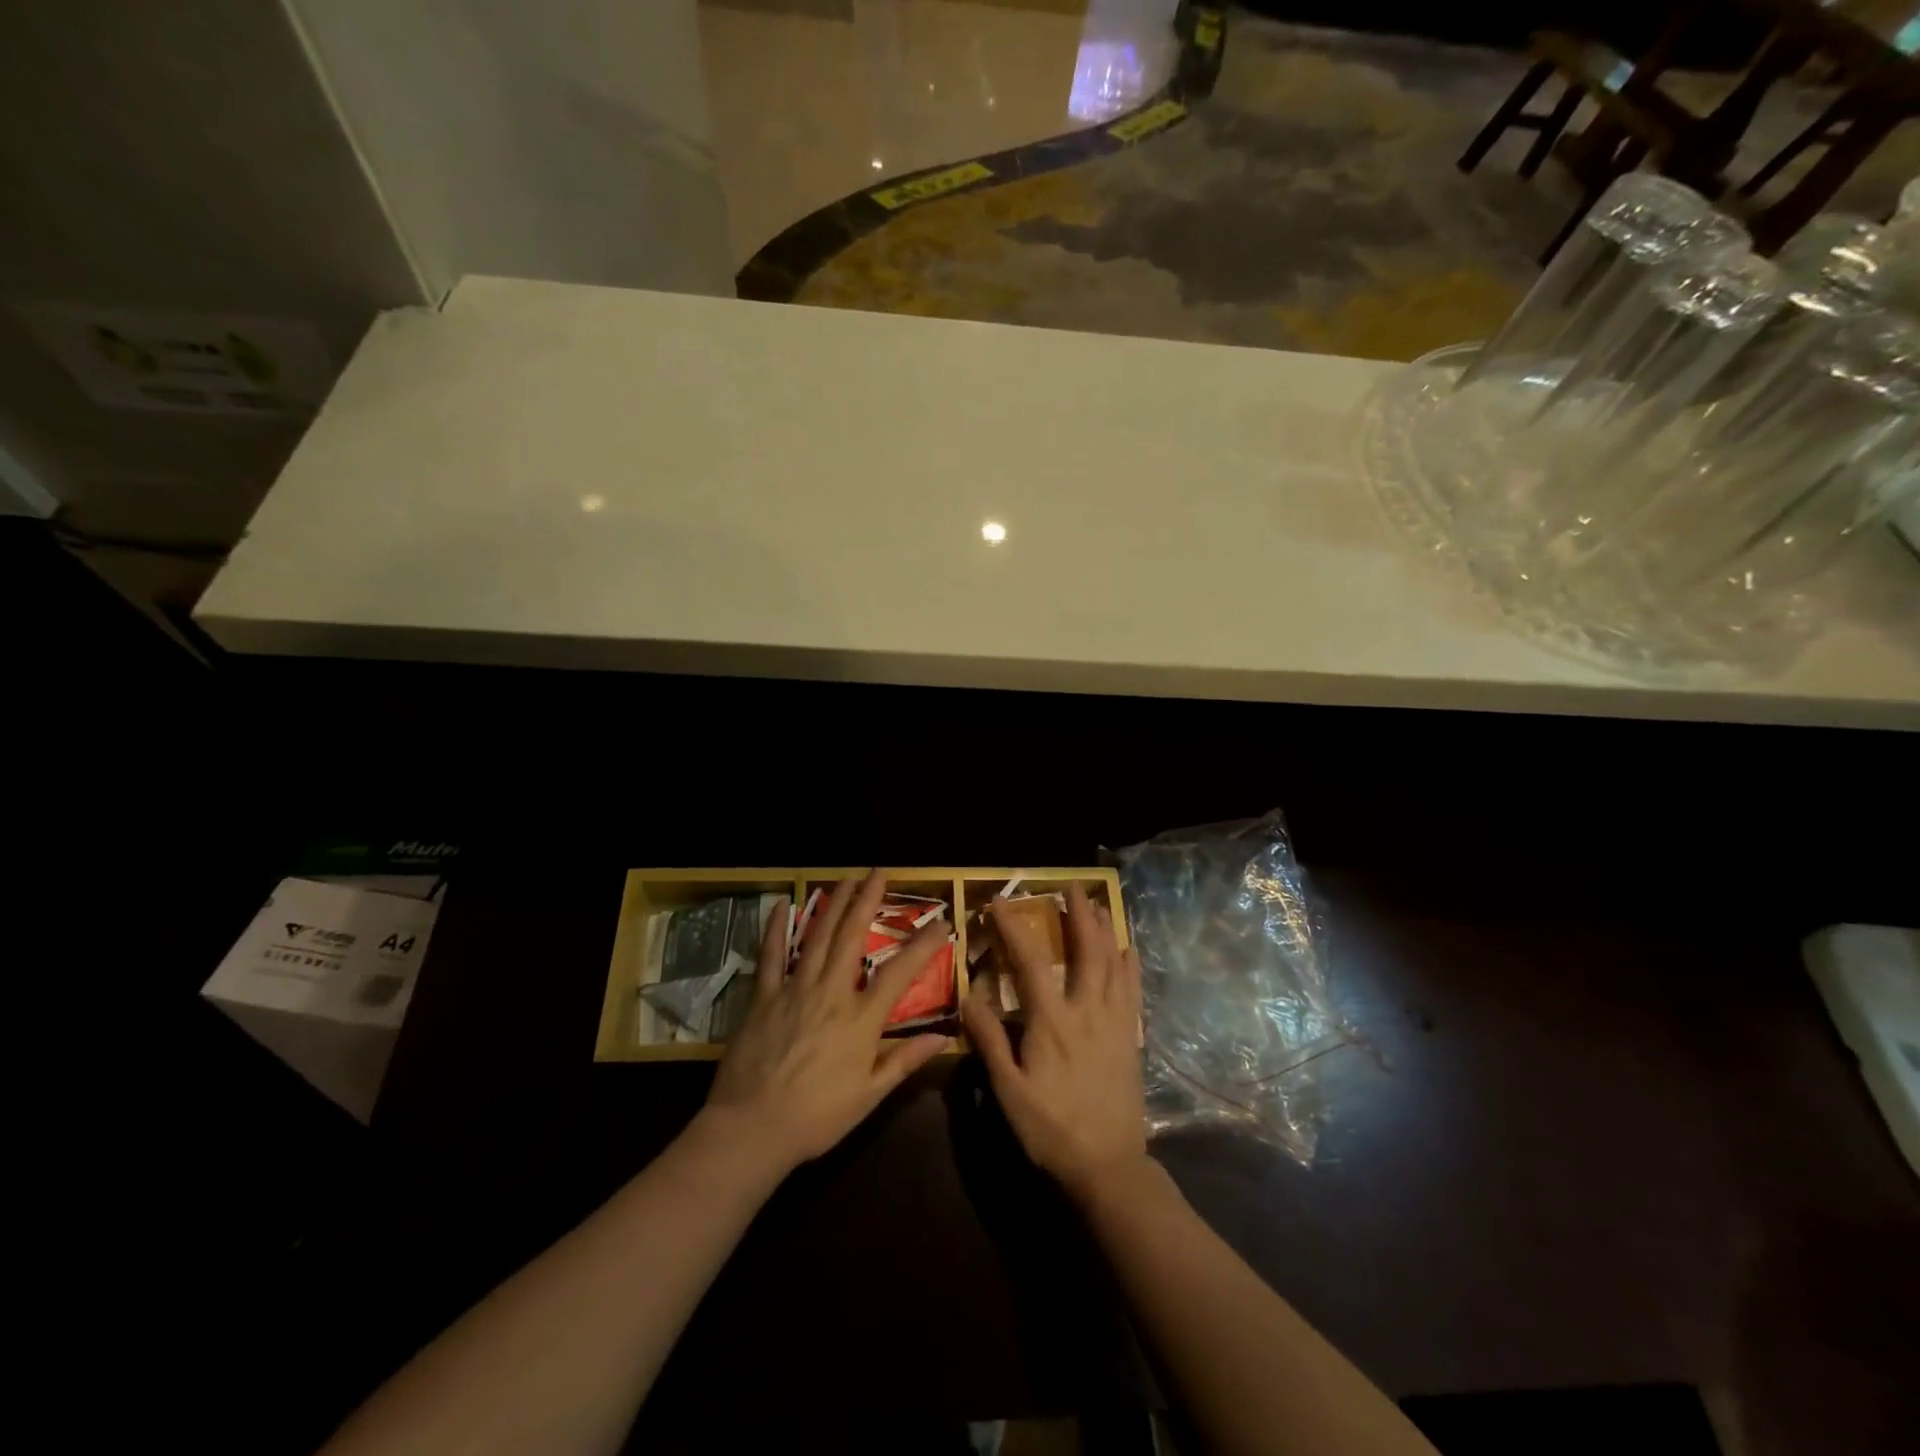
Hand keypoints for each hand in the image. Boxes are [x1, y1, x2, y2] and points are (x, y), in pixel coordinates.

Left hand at [704, 873, 950, 1174]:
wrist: (752, 1129)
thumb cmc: (817, 1117)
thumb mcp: (870, 1095)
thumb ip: (905, 1060)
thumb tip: (944, 1036)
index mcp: (860, 1019)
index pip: (900, 973)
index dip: (923, 945)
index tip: (942, 923)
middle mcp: (830, 993)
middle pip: (852, 937)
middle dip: (868, 901)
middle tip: (879, 873)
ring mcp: (794, 990)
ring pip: (817, 937)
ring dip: (834, 904)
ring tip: (846, 879)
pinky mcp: (764, 997)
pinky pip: (771, 955)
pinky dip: (776, 929)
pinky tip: (782, 905)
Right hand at [961, 884, 1147, 1203]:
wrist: (1108, 1165)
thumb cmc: (1050, 1129)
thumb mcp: (1009, 1090)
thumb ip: (990, 1040)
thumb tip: (969, 996)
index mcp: (1052, 1022)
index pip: (1031, 962)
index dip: (1014, 928)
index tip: (1000, 903)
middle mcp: (1087, 1012)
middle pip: (1086, 951)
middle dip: (1079, 915)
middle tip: (1072, 888)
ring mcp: (1114, 1023)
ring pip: (1113, 964)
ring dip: (1105, 930)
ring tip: (1098, 904)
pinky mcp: (1131, 1038)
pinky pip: (1133, 991)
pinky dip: (1130, 964)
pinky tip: (1128, 949)